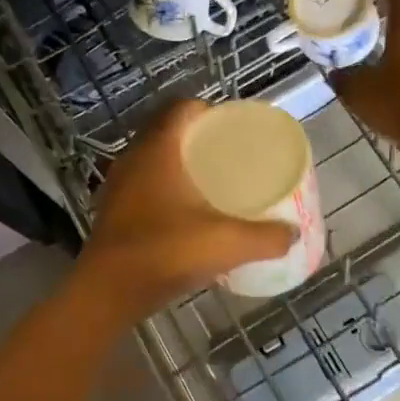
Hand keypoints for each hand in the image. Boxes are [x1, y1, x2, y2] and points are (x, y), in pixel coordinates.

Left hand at [72, 100, 296, 322]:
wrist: (107, 292)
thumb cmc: (165, 253)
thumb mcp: (225, 244)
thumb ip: (264, 237)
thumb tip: (292, 233)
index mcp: (159, 149)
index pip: (182, 108)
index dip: (208, 110)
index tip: (232, 128)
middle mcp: (134, 157)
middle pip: (167, 130)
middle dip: (197, 137)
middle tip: (227, 154)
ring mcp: (118, 183)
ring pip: (152, 157)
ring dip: (178, 162)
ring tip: (209, 181)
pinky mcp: (112, 208)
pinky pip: (141, 182)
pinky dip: (162, 186)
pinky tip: (183, 211)